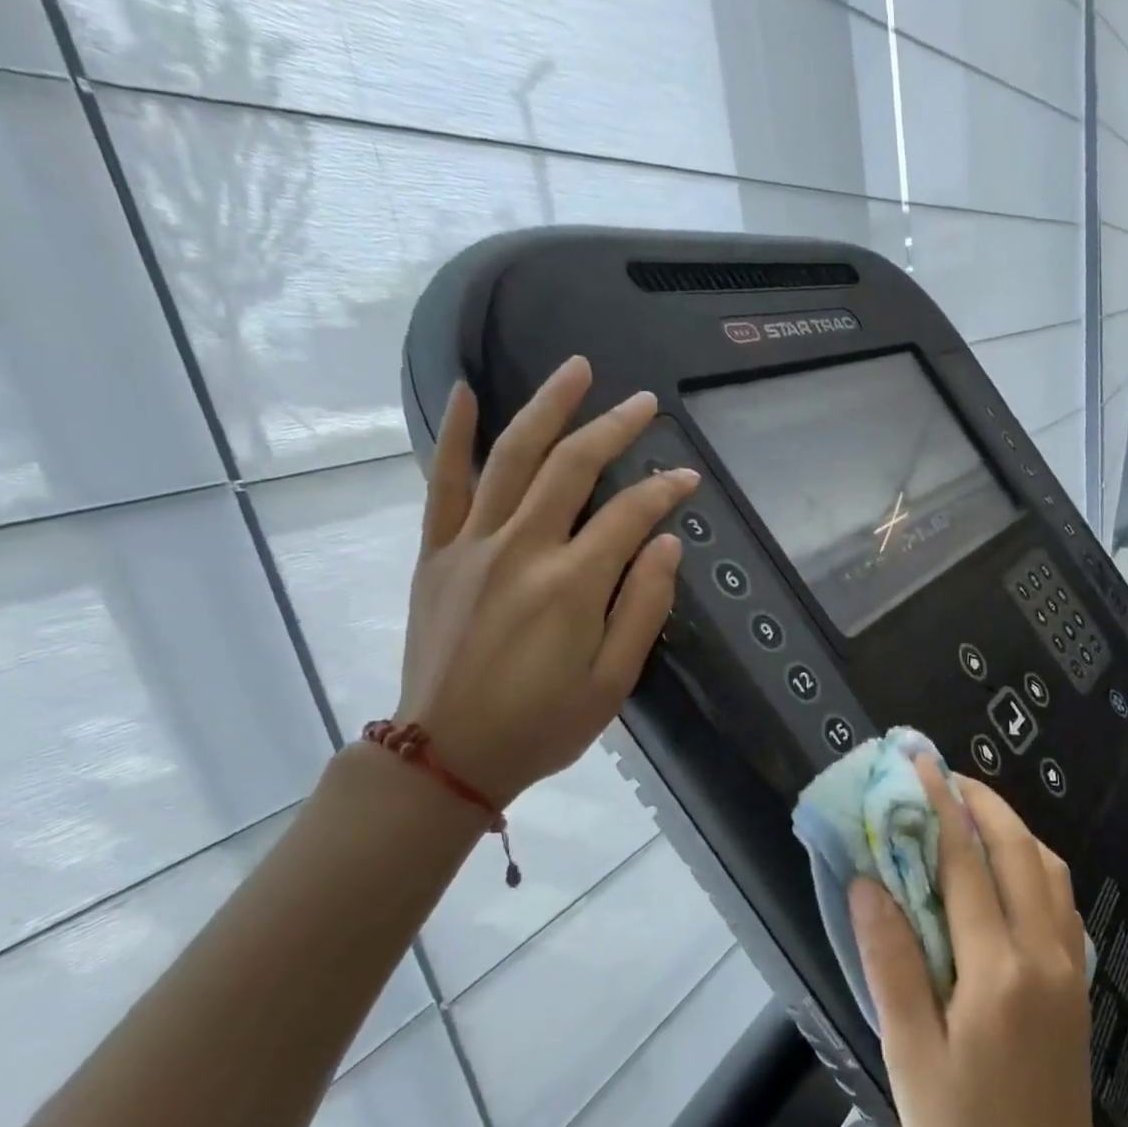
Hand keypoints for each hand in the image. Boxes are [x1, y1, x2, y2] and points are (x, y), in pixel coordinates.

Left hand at [394, 356, 696, 804]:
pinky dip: (455, 436)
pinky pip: (443, 484)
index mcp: (572, 585)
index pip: (629, 515)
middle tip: (643, 402)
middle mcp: (522, 549)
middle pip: (572, 468)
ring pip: (511, 458)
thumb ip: (643, 607)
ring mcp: (472, 545)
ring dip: (547, 408)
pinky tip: (469, 393)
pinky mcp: (437, 554)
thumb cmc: (543, 725)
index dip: (665, 490)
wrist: (448, 755)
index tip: (690, 477)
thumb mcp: (613, 681)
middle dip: (613, 428)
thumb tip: (666, 543)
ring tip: (576, 370)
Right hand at [851, 759, 1106, 1126]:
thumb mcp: (911, 1058)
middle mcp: (1042, 951)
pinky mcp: (1077, 975)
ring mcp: (1068, 961)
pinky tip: (1005, 863)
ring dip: (1011, 825)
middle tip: (943, 775)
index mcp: (997, 970)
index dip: (941, 808)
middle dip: (981, 801)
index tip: (921, 764)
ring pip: (1047, 866)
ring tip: (970, 809)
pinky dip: (1032, 858)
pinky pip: (1058, 893)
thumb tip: (868, 884)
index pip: (966, 865)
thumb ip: (892, 964)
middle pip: (1018, 850)